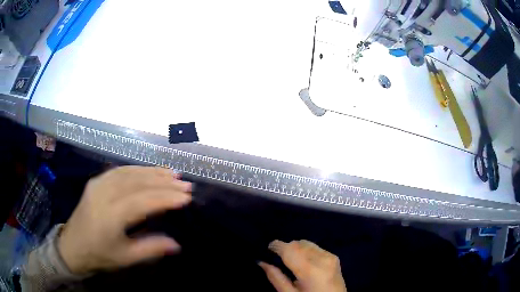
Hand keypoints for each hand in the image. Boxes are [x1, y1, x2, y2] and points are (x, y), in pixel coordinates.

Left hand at [58, 166, 191, 273]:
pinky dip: (137, 169)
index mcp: (110, 215)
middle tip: (185, 183)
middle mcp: (104, 194)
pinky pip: (119, 171)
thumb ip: (151, 248)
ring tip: (172, 173)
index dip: (166, 198)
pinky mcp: (95, 181)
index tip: (187, 198)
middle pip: (137, 182)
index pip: (142, 201)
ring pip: (129, 172)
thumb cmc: (99, 255)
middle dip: (163, 182)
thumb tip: (176, 244)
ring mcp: (98, 184)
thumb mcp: (126, 258)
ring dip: (152, 172)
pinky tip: (149, 171)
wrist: (72, 246)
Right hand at [259, 240, 346, 291]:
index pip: (290, 249)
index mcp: (311, 271)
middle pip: (298, 244)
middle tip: (277, 258)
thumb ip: (276, 278)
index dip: (276, 245)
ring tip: (290, 260)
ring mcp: (330, 256)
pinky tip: (303, 261)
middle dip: (286, 248)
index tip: (267, 248)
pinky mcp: (334, 257)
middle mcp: (322, 259)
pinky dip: (305, 250)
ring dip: (296, 248)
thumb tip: (261, 262)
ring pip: (307, 243)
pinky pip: (315, 247)